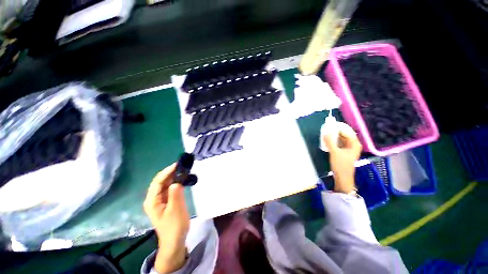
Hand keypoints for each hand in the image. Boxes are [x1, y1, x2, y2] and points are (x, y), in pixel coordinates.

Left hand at [144, 163, 189, 272]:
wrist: (175, 240)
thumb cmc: (174, 226)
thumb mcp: (176, 210)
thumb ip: (175, 194)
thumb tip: (177, 181)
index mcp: (152, 200)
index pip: (158, 181)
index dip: (167, 171)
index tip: (178, 165)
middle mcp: (153, 198)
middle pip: (160, 181)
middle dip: (171, 172)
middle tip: (183, 166)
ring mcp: (159, 200)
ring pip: (165, 184)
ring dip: (174, 176)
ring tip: (184, 170)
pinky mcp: (166, 201)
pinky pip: (169, 188)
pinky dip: (176, 182)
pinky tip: (183, 180)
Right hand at [322, 130, 361, 193]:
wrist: (342, 178)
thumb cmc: (341, 165)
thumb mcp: (334, 152)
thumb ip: (329, 141)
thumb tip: (325, 131)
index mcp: (354, 143)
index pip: (347, 131)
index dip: (339, 127)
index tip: (330, 124)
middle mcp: (353, 145)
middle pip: (344, 134)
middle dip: (336, 131)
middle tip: (326, 128)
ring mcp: (349, 149)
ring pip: (341, 139)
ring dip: (334, 136)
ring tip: (326, 133)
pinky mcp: (344, 152)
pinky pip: (339, 143)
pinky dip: (334, 141)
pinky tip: (328, 141)